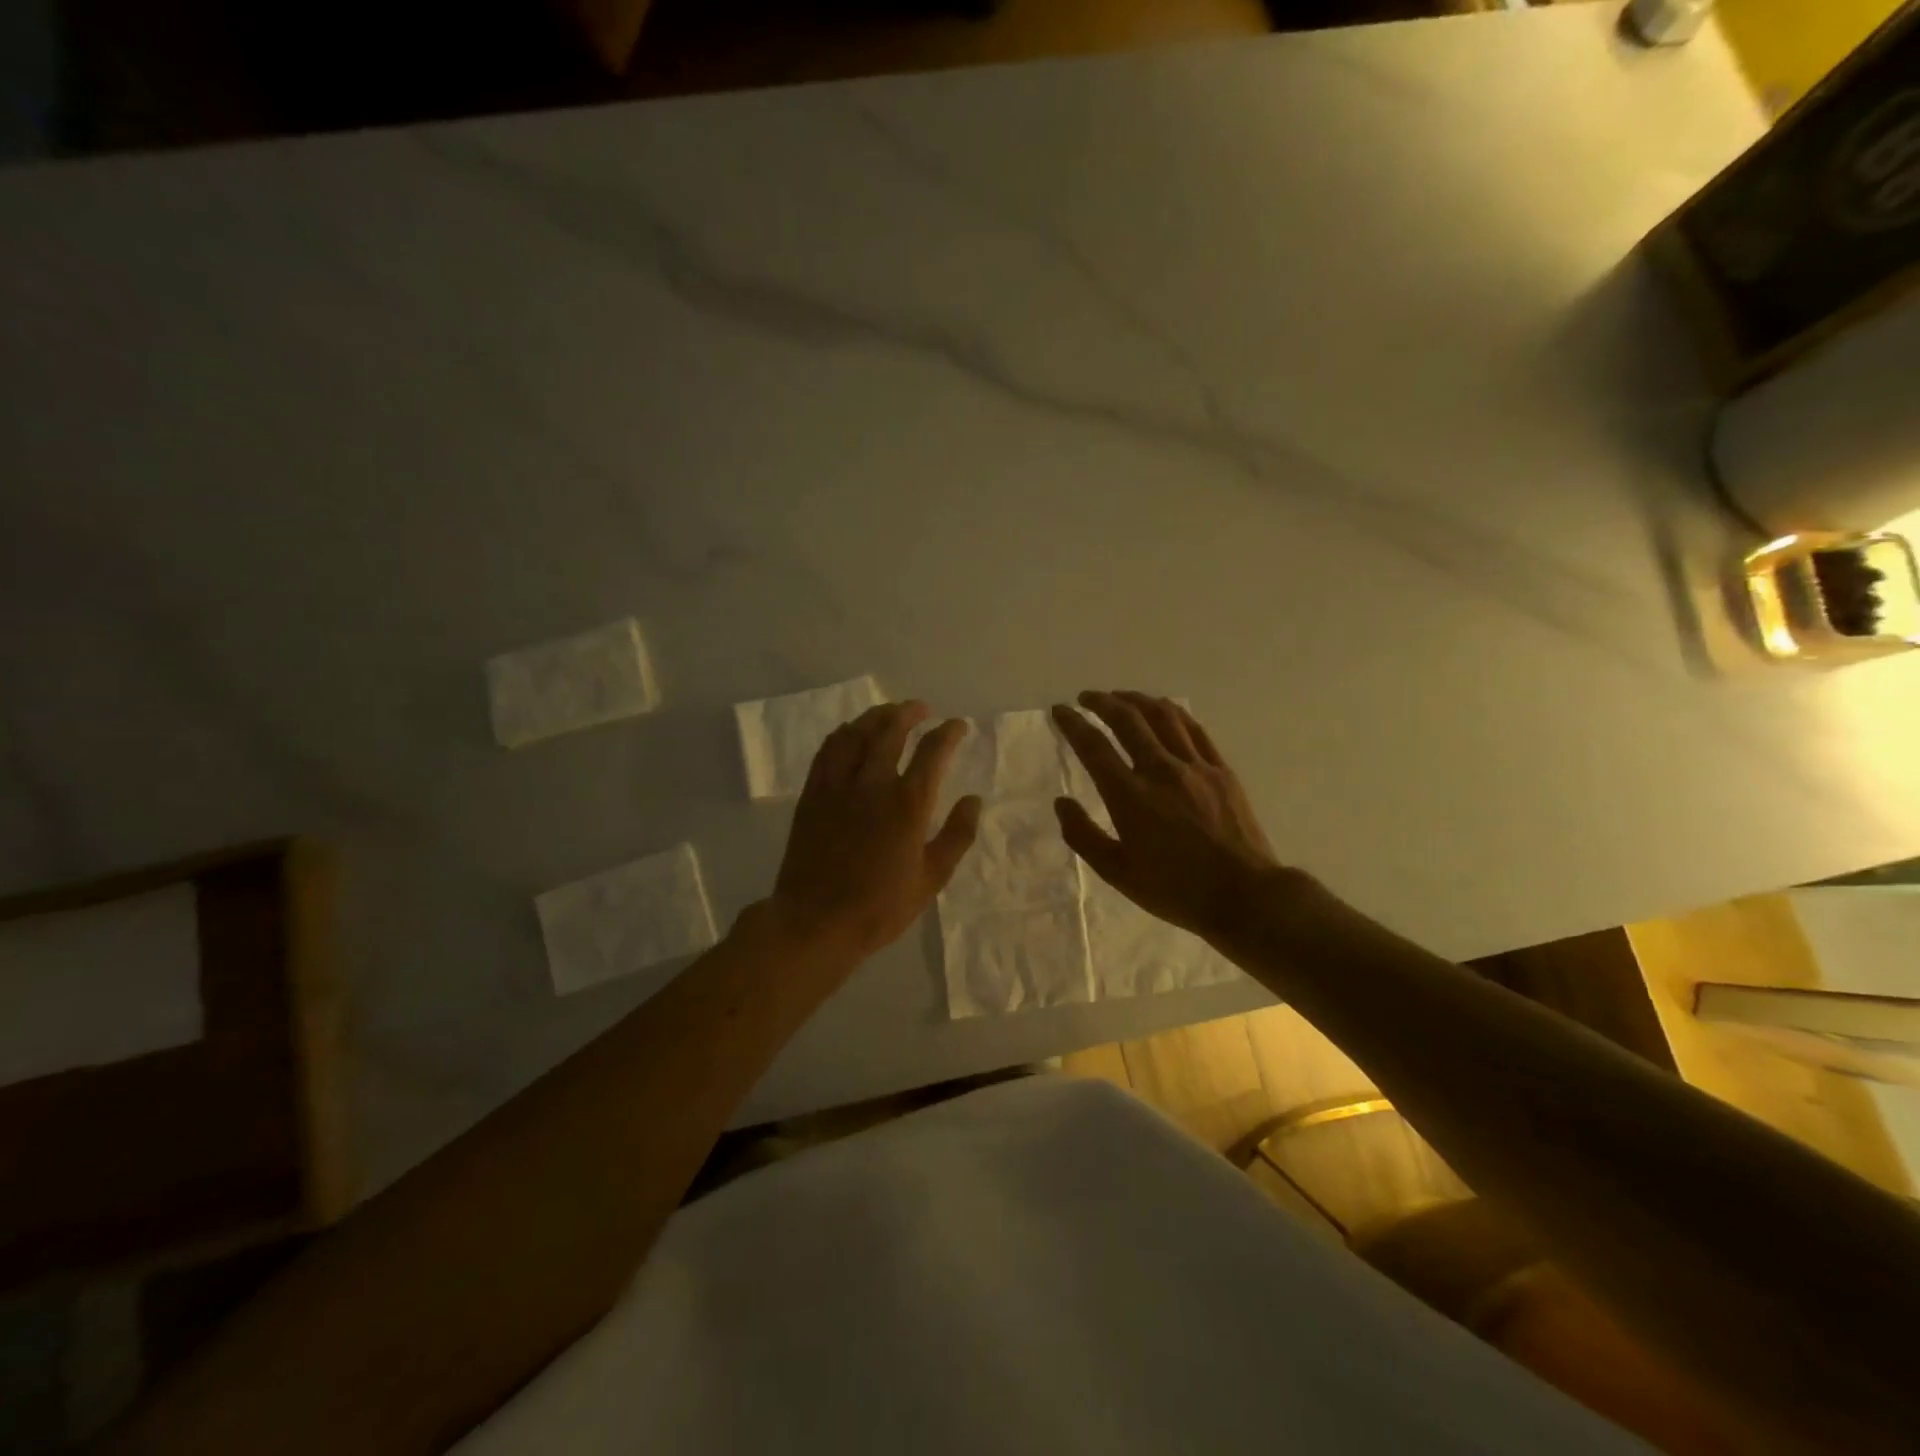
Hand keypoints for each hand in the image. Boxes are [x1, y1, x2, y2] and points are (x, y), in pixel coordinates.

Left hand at [771, 701, 981, 963]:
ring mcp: (838, 785)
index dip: (949, 732)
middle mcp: (873, 783)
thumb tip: (974, 799)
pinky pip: (828, 750)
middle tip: (921, 708)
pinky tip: (851, 733)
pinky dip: (844, 733)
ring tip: (889, 712)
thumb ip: (957, 835)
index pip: (933, 751)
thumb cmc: (880, 907)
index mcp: (908, 803)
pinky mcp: (813, 794)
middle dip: (909, 712)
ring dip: (876, 716)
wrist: (816, 922)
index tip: (958, 726)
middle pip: (891, 729)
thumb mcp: (932, 879)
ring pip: (856, 733)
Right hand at [1052, 691, 1285, 948]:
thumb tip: (1062, 803)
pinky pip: (1194, 729)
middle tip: (1086, 698)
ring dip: (1136, 699)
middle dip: (1102, 702)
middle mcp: (1161, 770)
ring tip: (1121, 697)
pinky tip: (1163, 710)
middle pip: (1128, 719)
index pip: (1094, 747)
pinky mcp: (1221, 770)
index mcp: (1130, 796)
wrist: (1244, 895)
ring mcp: (1195, 766)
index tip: (1060, 711)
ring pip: (1162, 716)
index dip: (1073, 723)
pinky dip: (1172, 712)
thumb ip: (1083, 835)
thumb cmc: (1175, 889)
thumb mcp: (1117, 873)